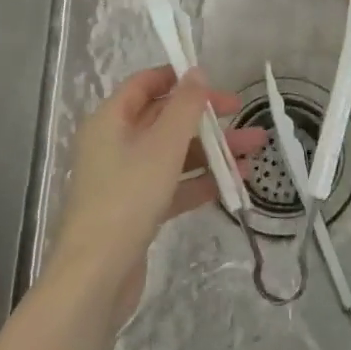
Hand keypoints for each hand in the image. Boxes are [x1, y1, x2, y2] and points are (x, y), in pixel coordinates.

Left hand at [45, 66, 262, 328]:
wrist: (96, 277)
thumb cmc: (128, 197)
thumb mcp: (163, 145)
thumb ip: (185, 106)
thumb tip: (197, 72)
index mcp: (111, 120)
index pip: (144, 84)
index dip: (178, 78)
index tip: (213, 81)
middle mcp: (114, 144)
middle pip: (164, 119)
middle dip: (206, 118)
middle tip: (242, 116)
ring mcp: (125, 179)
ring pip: (173, 154)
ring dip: (211, 151)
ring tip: (254, 153)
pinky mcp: (136, 210)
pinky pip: (172, 185)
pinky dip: (199, 181)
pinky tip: (234, 183)